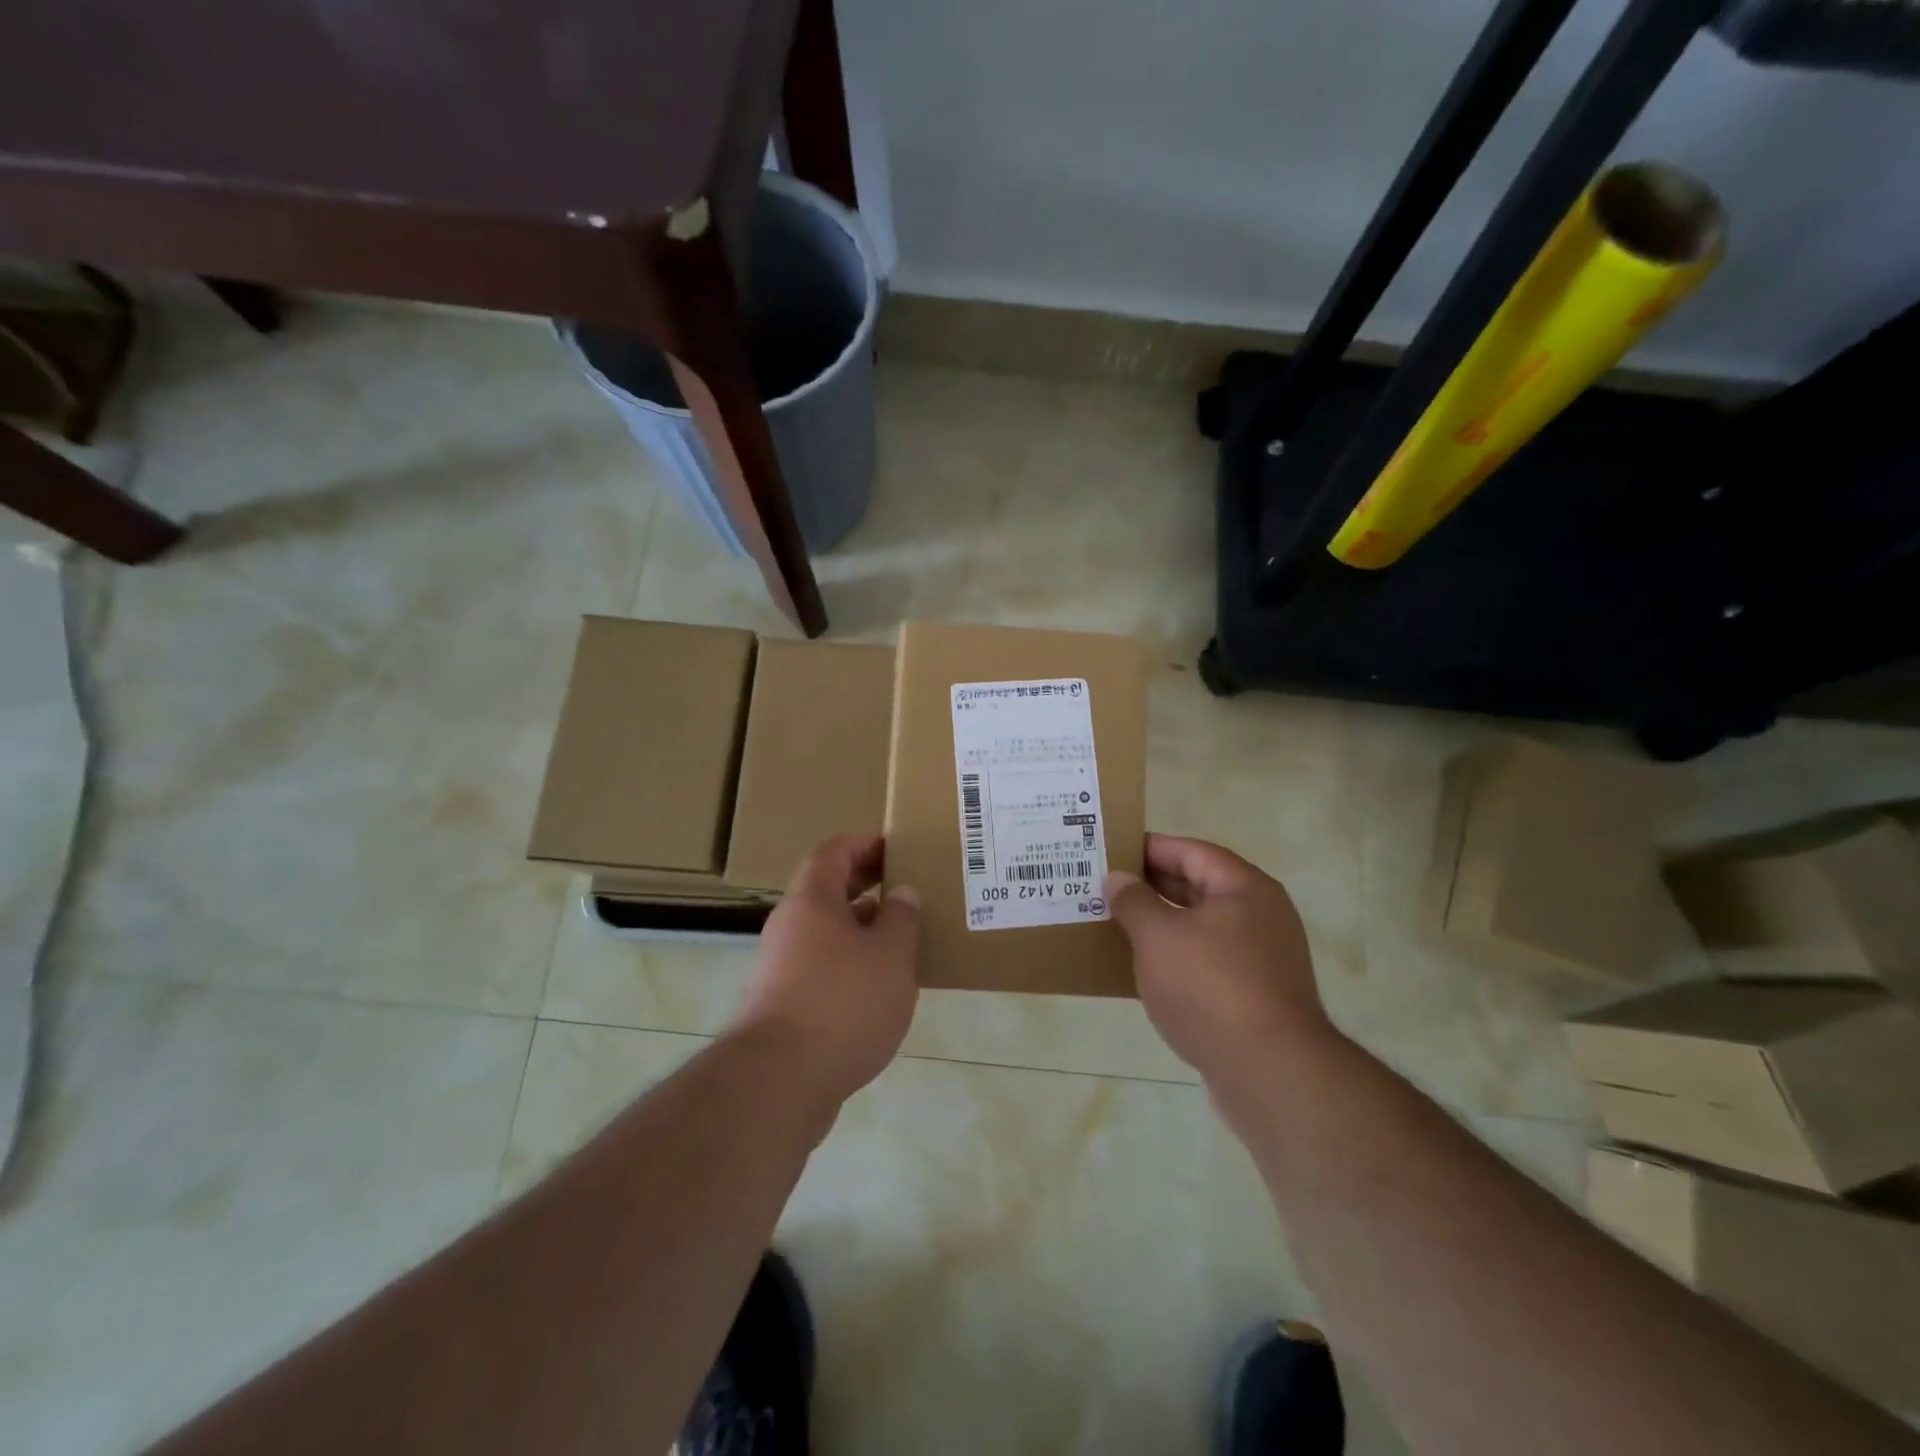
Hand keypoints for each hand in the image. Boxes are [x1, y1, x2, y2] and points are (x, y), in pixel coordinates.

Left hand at [730, 831, 920, 1110]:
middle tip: (905, 883)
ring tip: (902, 935)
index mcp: (812, 900)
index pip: (833, 851)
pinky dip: (851, 962)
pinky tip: (880, 985)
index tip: (895, 842)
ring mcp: (781, 967)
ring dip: (861, 926)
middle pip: (827, 889)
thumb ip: (902, 918)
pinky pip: (822, 966)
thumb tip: (902, 893)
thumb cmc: (842, 1003)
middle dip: (865, 882)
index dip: (863, 841)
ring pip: (826, 931)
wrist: (780, 1082)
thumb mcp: (890, 954)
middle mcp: (790, 926)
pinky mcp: (783, 1005)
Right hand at [1106, 834, 1335, 1089]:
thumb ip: (1133, 901)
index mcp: (1244, 888)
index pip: (1191, 851)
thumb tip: (1119, 879)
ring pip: (1201, 927)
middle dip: (1151, 886)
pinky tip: (1144, 971)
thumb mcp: (1159, 937)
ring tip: (1116, 925)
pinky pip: (1209, 961)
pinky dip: (1177, 958)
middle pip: (1198, 887)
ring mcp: (1262, 958)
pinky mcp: (1257, 995)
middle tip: (1105, 887)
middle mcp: (1260, 915)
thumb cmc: (1210, 988)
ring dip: (1161, 924)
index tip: (1111, 850)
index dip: (1149, 848)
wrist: (1271, 1074)